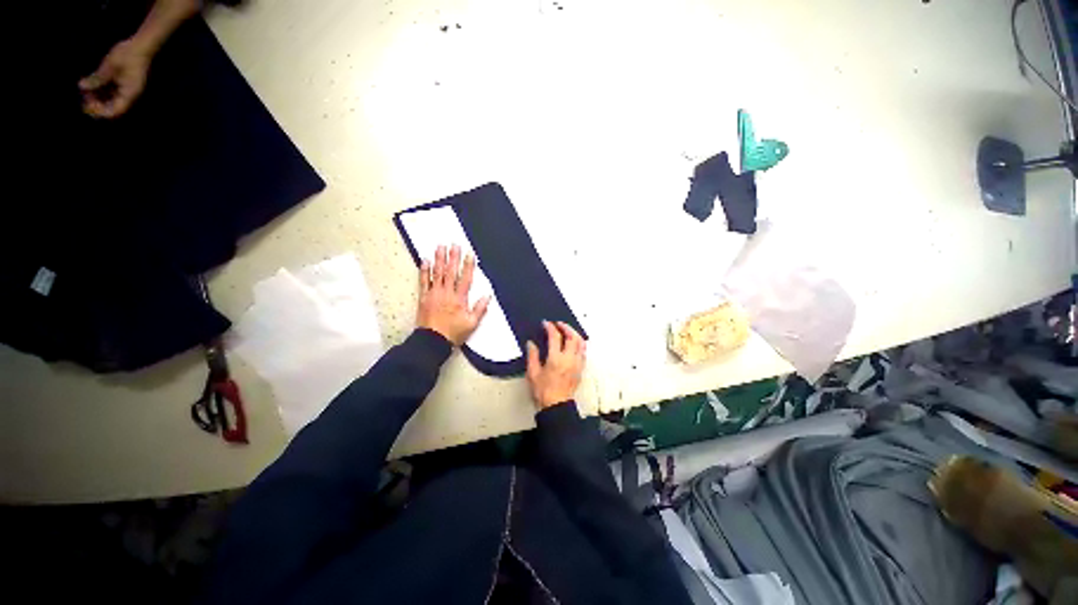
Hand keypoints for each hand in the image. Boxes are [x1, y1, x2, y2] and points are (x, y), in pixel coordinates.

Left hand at [79, 39, 152, 118]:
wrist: (141, 45)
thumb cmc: (129, 54)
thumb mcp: (111, 64)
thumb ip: (98, 77)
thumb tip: (82, 87)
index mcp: (129, 93)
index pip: (114, 111)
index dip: (100, 111)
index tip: (87, 105)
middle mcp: (128, 95)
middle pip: (111, 108)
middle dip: (96, 105)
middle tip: (83, 96)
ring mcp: (125, 90)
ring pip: (108, 102)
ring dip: (96, 99)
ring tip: (85, 89)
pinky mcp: (121, 85)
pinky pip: (109, 94)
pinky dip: (99, 92)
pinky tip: (91, 85)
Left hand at [417, 245, 490, 345]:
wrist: (432, 341)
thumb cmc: (453, 333)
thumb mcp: (471, 324)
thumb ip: (479, 309)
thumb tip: (487, 296)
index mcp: (459, 299)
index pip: (465, 278)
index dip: (468, 265)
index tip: (469, 254)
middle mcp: (447, 293)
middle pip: (451, 272)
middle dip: (453, 257)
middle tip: (454, 244)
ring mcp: (434, 294)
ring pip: (437, 273)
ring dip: (439, 259)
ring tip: (440, 247)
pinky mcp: (423, 297)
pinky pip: (423, 281)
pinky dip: (424, 270)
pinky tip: (425, 260)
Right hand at [526, 321, 585, 409]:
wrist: (557, 405)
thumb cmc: (544, 391)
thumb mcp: (533, 373)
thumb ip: (532, 356)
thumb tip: (531, 343)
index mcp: (556, 359)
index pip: (555, 337)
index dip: (550, 327)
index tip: (546, 324)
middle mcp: (569, 359)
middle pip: (572, 336)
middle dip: (566, 327)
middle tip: (558, 324)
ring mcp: (577, 363)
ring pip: (581, 343)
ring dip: (575, 334)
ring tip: (567, 331)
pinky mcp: (581, 368)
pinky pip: (583, 351)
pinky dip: (579, 344)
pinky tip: (574, 344)